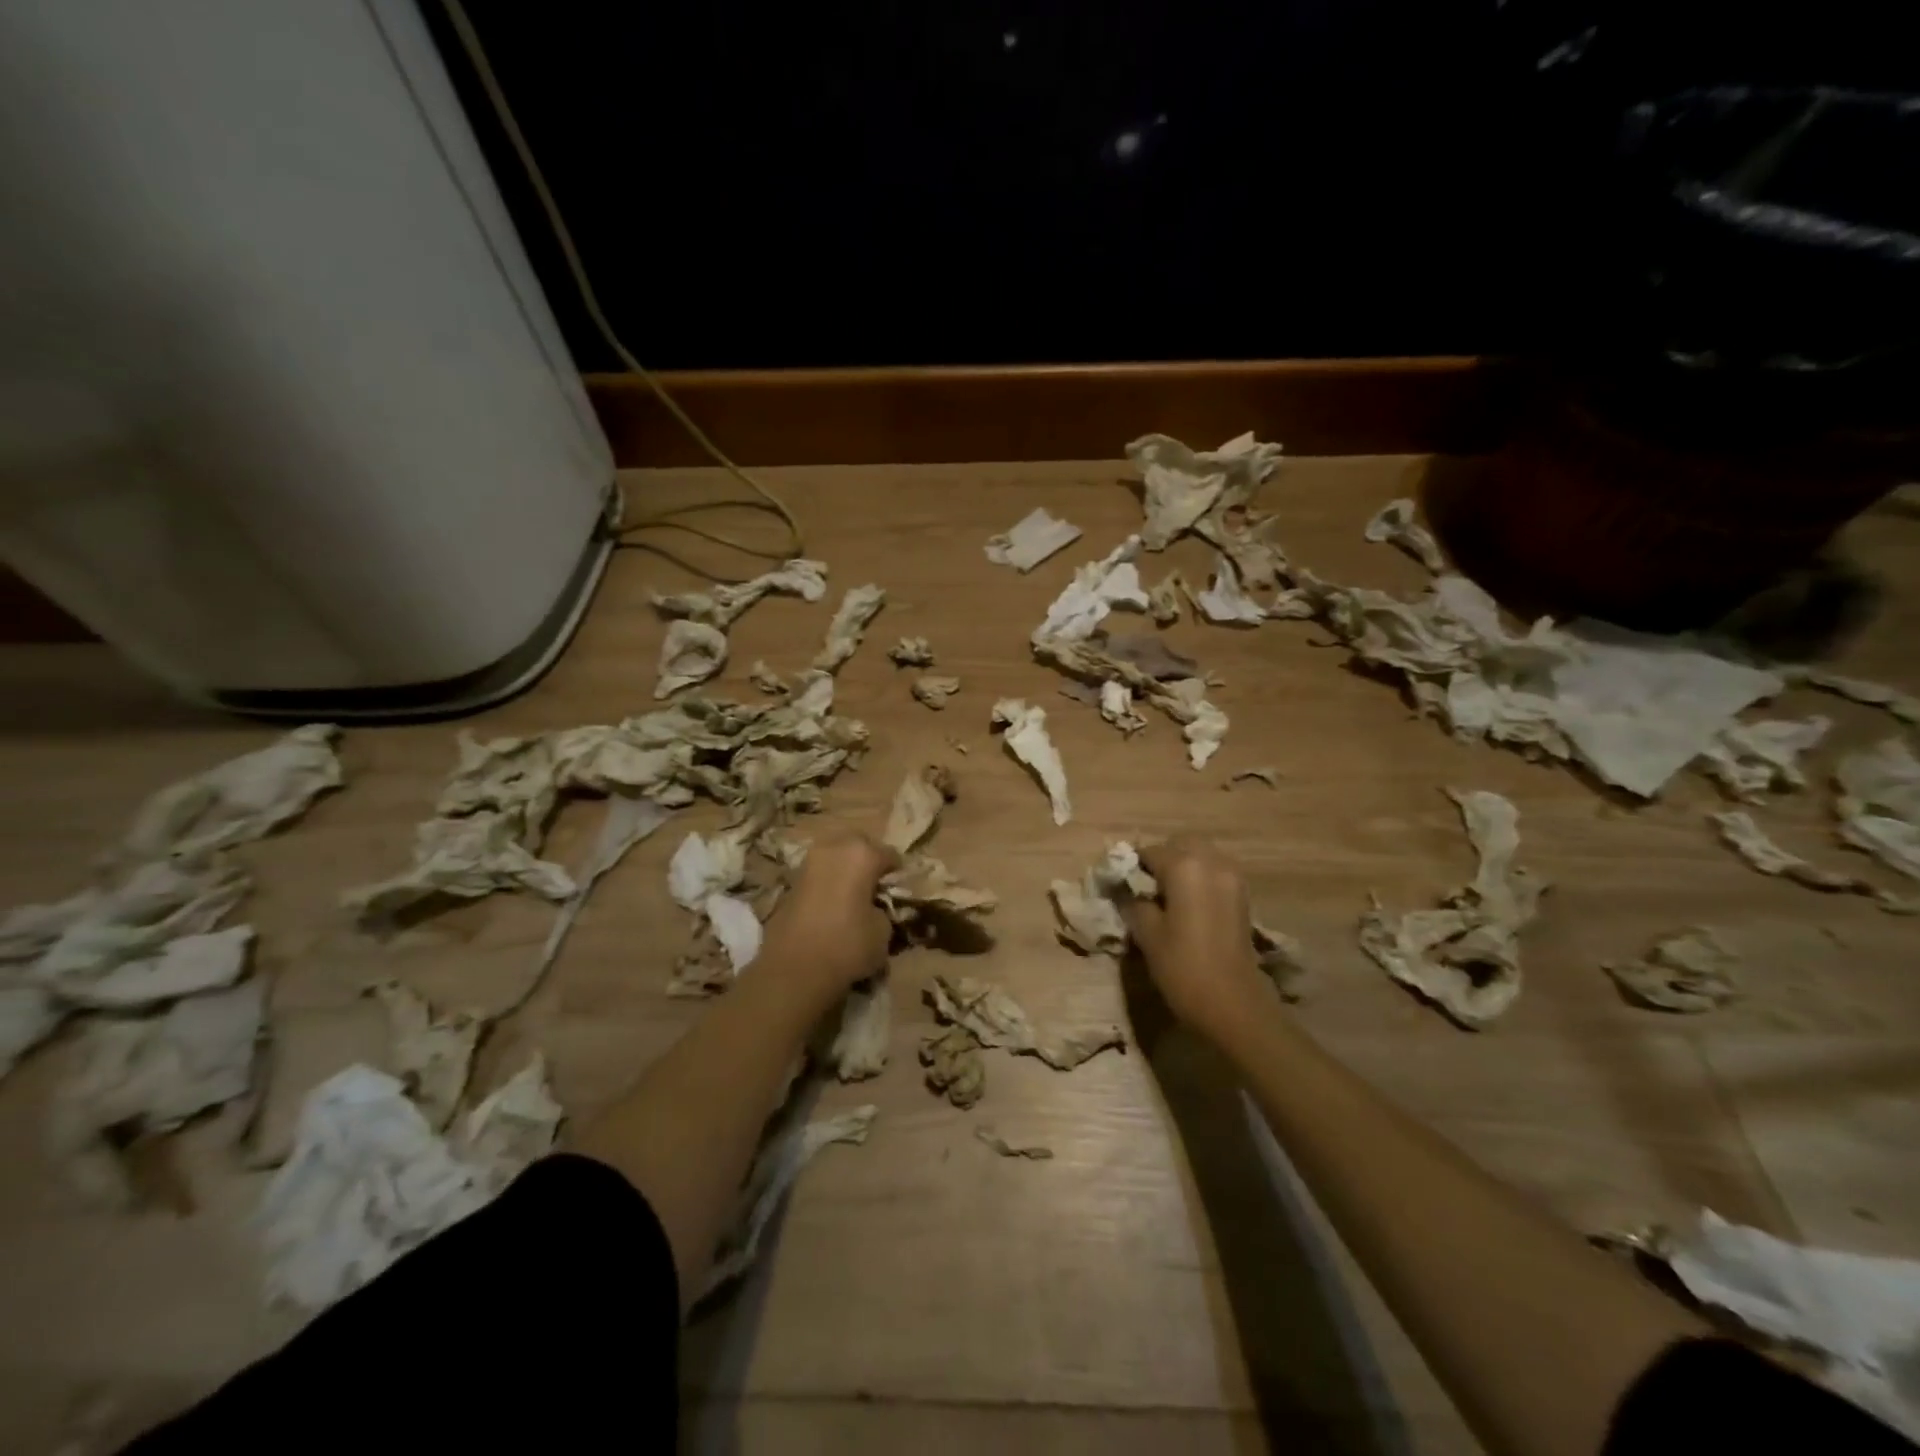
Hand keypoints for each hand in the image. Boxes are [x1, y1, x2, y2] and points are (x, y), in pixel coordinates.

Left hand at [762, 828, 898, 993]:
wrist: (793, 968)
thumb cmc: (847, 945)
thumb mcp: (883, 931)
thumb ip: (882, 910)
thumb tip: (873, 907)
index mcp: (862, 854)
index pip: (890, 855)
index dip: (897, 872)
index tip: (899, 889)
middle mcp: (834, 848)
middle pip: (859, 843)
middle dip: (869, 859)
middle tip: (875, 884)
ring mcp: (809, 861)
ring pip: (835, 854)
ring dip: (845, 867)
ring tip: (853, 893)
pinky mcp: (791, 879)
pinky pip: (819, 871)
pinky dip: (828, 880)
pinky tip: (834, 902)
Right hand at [1124, 838, 1268, 1034]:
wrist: (1234, 1005)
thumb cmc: (1183, 968)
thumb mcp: (1147, 934)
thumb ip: (1132, 903)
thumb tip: (1123, 890)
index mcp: (1184, 866)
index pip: (1149, 852)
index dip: (1131, 867)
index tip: (1120, 885)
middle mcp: (1211, 862)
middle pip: (1180, 845)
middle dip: (1161, 859)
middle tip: (1144, 888)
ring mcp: (1232, 878)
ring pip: (1201, 856)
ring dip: (1182, 867)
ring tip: (1166, 897)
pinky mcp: (1242, 897)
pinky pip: (1215, 873)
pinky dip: (1199, 879)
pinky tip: (1188, 906)